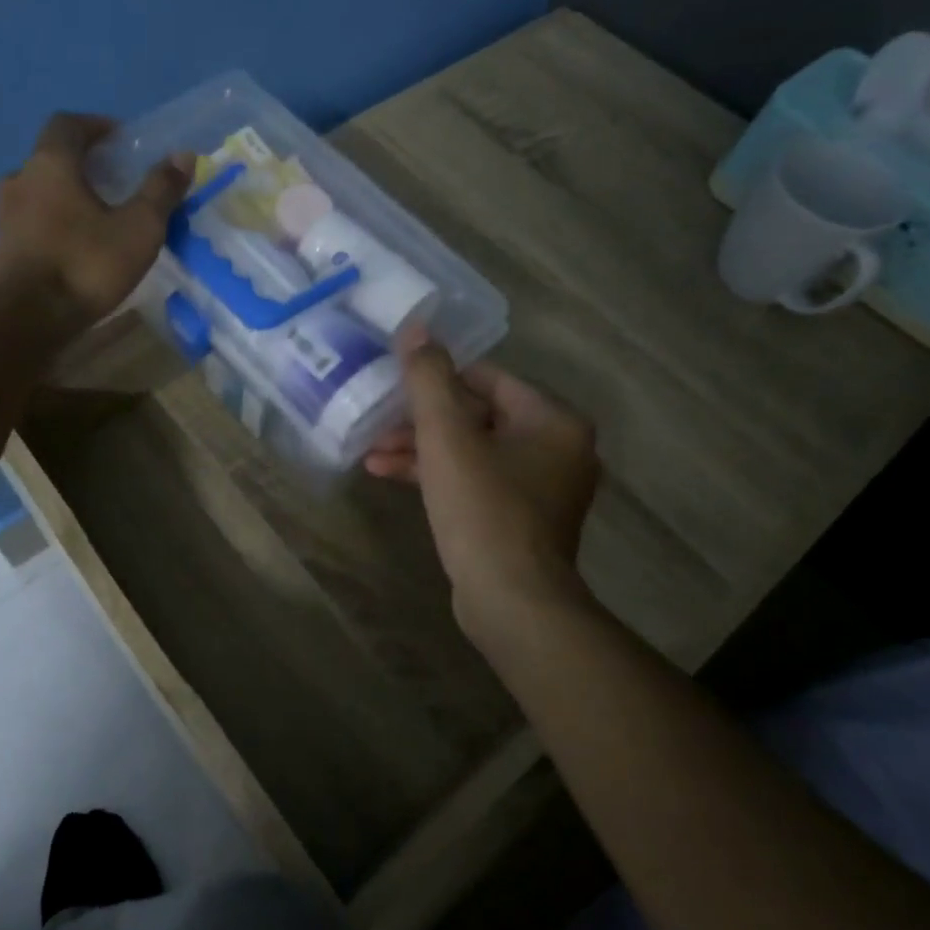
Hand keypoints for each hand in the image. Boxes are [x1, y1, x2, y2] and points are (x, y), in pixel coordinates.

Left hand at [0, 113, 193, 336]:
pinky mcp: (0, 250)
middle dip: (83, 165)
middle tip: (115, 182)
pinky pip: (31, 223)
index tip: (120, 139)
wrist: (22, 321)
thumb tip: (183, 156)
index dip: (96, 126)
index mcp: (50, 164)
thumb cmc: (84, 265)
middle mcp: (19, 180)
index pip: (68, 124)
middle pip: (51, 158)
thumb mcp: (138, 229)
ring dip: (66, 196)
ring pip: (39, 192)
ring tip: (97, 219)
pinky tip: (75, 249)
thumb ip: (160, 191)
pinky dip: (54, 225)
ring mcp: (3, 216)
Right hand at [366, 340, 600, 644]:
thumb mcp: (446, 436)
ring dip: (422, 450)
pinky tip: (390, 477)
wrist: (512, 602)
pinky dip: (438, 477)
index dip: (438, 376)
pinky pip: (476, 482)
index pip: (488, 378)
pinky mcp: (521, 521)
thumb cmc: (483, 508)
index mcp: (552, 420)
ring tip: (372, 454)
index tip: (397, 381)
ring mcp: (541, 489)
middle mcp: (557, 449)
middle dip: (421, 420)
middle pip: (478, 416)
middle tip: (377, 422)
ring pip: (472, 452)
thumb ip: (429, 378)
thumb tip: (416, 327)